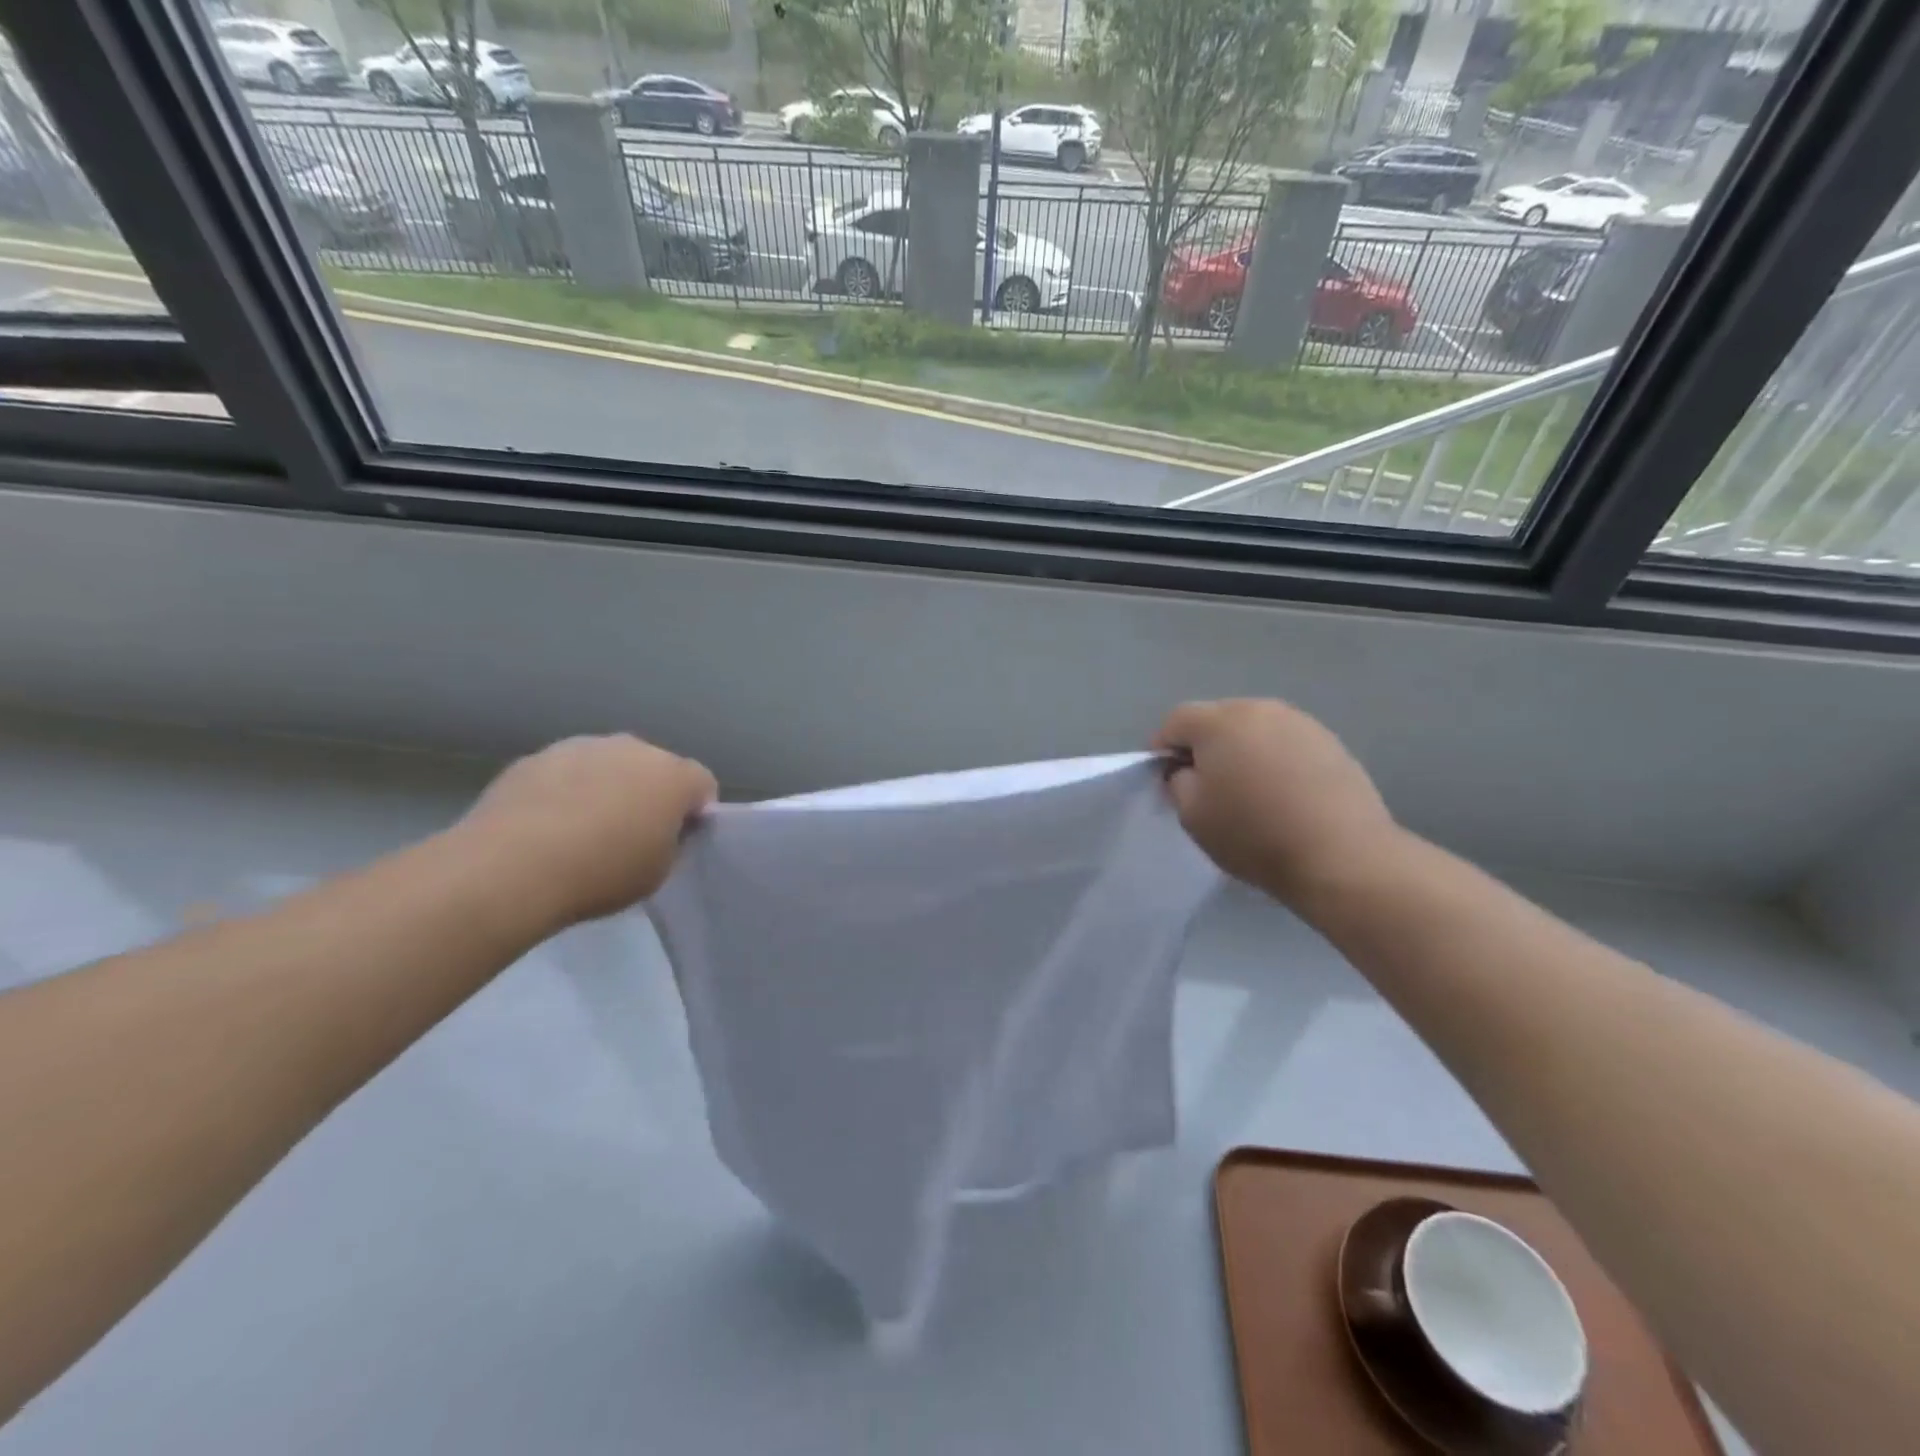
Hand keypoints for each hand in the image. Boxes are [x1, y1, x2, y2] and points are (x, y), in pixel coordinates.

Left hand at [455, 734, 715, 928]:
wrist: (511, 866)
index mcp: (674, 777)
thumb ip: (671, 843)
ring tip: (581, 829)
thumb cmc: (601, 873)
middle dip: (649, 793)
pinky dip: (565, 790)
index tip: (676, 840)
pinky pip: (566, 771)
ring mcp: (583, 746)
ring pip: (608, 764)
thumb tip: (660, 830)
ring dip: (606, 786)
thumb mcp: (658, 872)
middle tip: (630, 834)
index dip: (694, 813)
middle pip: (655, 767)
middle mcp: (634, 749)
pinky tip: (545, 825)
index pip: (703, 785)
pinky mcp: (537, 756)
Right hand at [1154, 699, 1398, 910]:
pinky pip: (1285, 744)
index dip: (1163, 748)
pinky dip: (1274, 760)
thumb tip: (1186, 769)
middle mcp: (1260, 709)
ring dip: (1242, 751)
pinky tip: (1282, 794)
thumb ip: (1177, 781)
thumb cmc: (1254, 834)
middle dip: (1204, 745)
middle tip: (1205, 785)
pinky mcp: (1331, 743)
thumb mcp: (1192, 815)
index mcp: (1220, 721)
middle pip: (1217, 718)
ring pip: (1254, 729)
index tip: (1166, 780)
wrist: (1342, 857)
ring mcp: (1301, 723)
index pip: (1176, 721)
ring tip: (1247, 790)